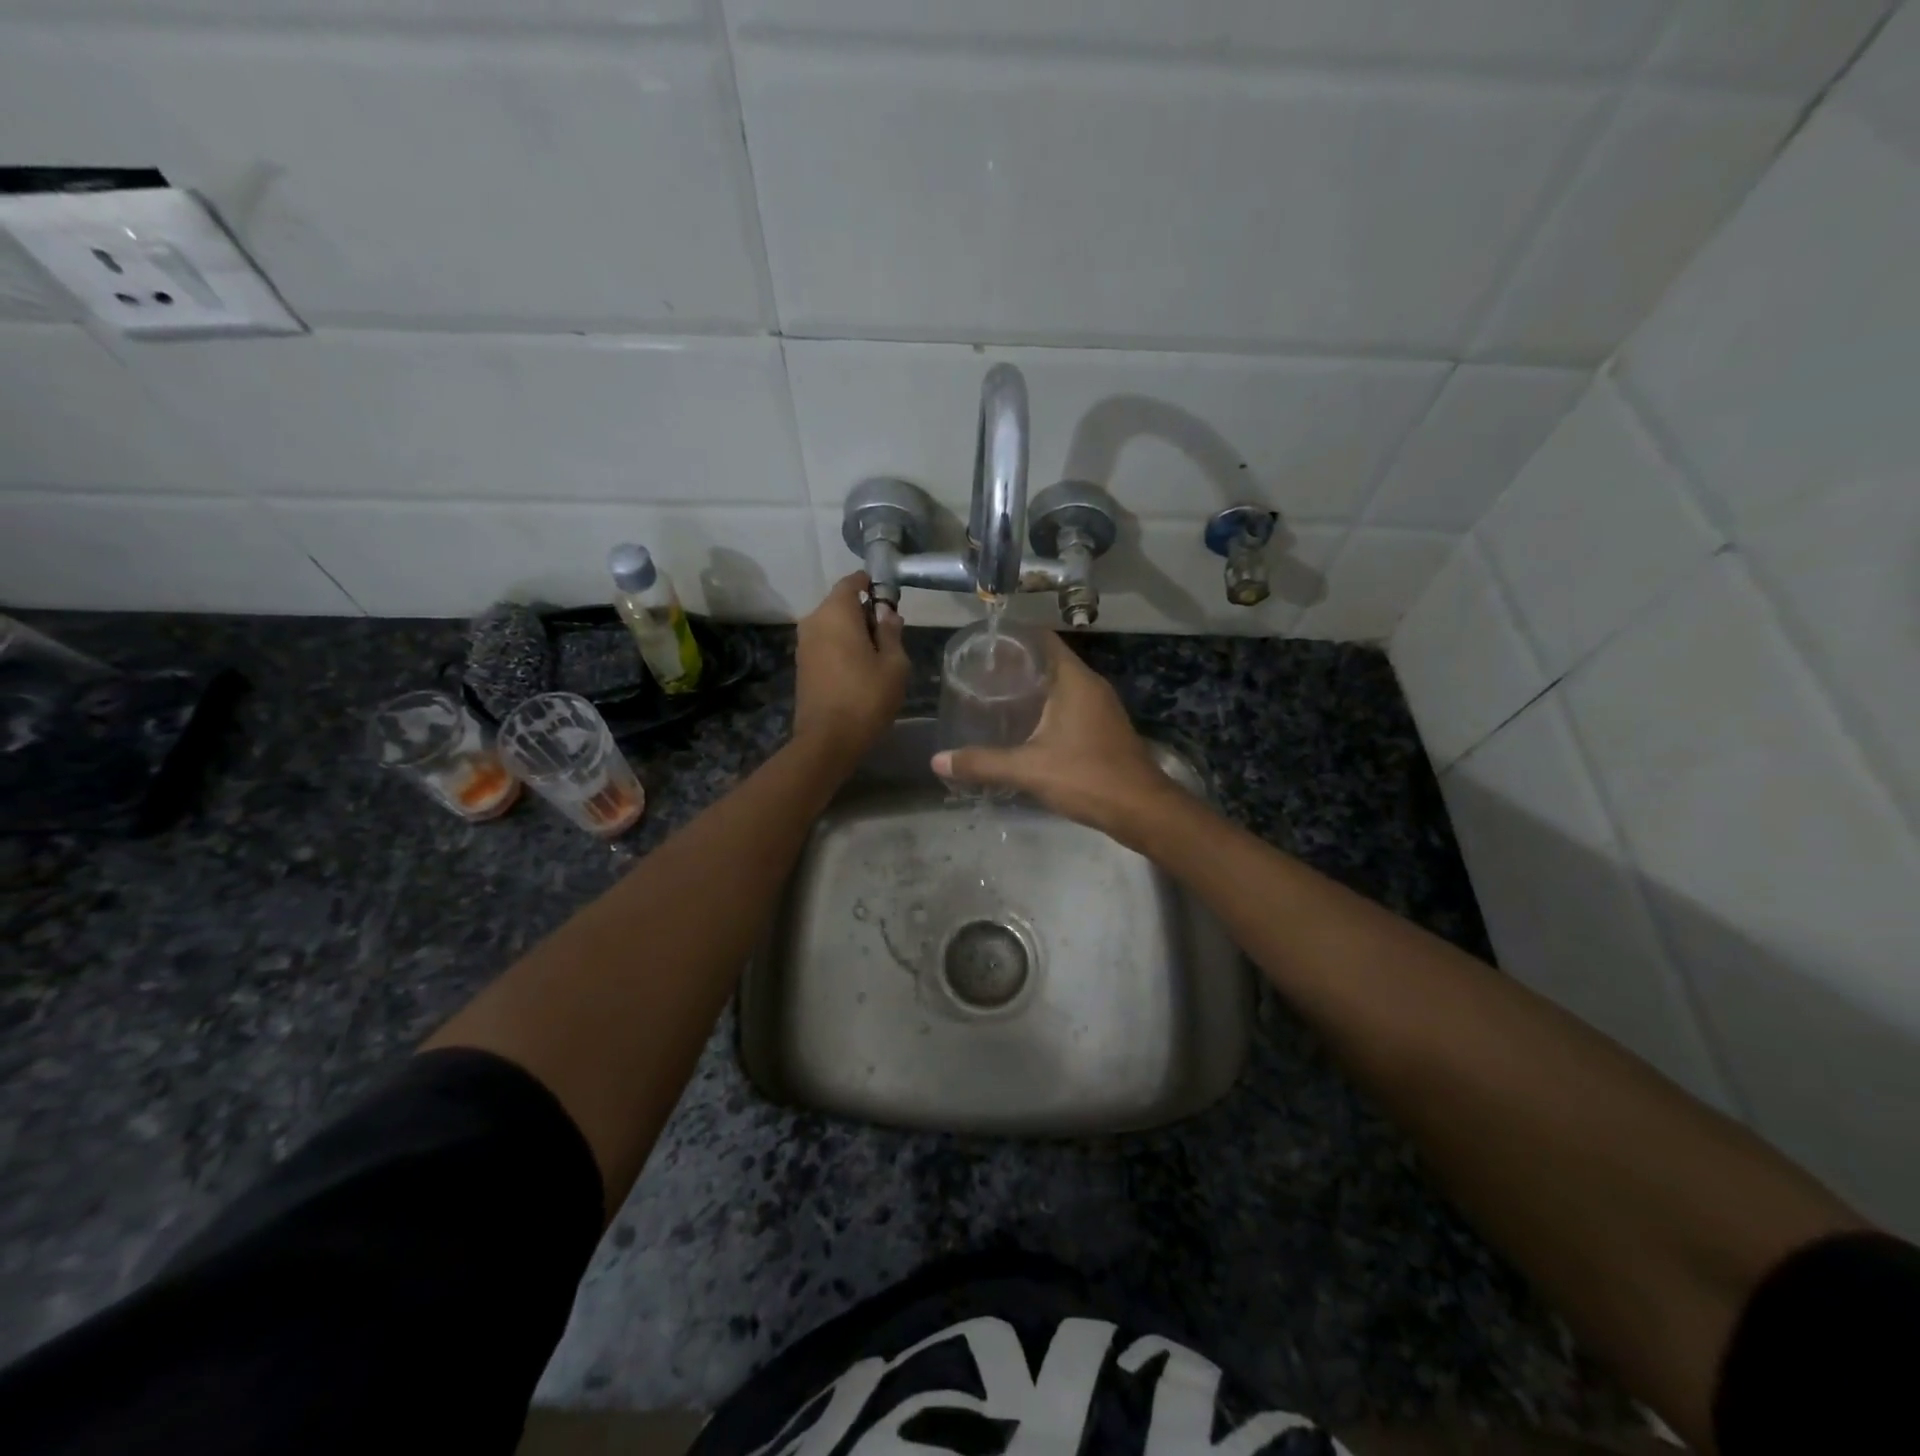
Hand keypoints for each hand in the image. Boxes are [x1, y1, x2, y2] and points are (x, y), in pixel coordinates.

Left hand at [792, 573, 908, 768]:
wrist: (828, 739)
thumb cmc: (866, 697)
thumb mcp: (894, 664)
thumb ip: (891, 633)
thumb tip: (887, 614)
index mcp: (836, 613)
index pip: (852, 582)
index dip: (871, 584)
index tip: (889, 597)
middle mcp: (814, 621)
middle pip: (841, 604)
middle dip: (864, 612)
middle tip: (890, 633)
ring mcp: (803, 644)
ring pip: (832, 625)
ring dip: (853, 632)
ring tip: (877, 654)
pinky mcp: (801, 665)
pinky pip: (825, 643)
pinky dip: (841, 646)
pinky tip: (859, 667)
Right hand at [931, 632, 1187, 843]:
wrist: (1141, 810)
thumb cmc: (1087, 777)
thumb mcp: (1028, 769)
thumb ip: (982, 763)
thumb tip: (937, 761)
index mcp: (1074, 679)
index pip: (1042, 638)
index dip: (1012, 637)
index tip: (982, 646)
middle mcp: (1090, 685)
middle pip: (1048, 660)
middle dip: (1015, 665)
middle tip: (978, 674)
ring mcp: (1101, 707)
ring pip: (1060, 685)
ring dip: (1031, 688)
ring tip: (994, 697)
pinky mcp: (1104, 728)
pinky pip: (1069, 705)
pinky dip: (1046, 707)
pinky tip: (1024, 726)